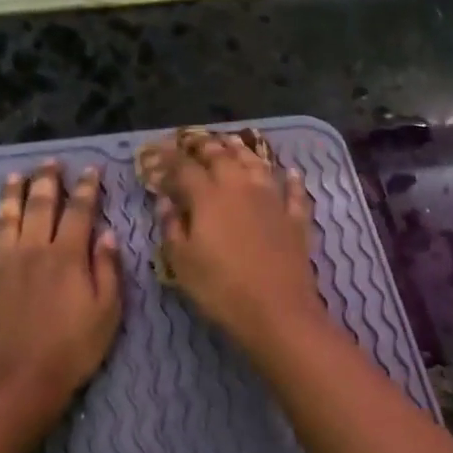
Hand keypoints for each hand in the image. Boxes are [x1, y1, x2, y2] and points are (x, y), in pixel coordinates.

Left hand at [0, 162, 122, 422]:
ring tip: (13, 176)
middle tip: (50, 163)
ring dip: (9, 195)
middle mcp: (31, 250)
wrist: (18, 381)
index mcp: (67, 256)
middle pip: (39, 206)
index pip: (79, 211)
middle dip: (47, 181)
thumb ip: (107, 269)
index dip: (86, 188)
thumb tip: (107, 234)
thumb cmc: (72, 350)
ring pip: (3, 220)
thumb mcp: (107, 312)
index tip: (90, 170)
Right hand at [147, 133, 322, 350]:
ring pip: (257, 165)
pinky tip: (291, 171)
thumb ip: (172, 227)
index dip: (168, 159)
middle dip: (204, 146)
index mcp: (208, 197)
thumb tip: (165, 201)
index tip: (157, 153)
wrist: (277, 311)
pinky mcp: (296, 219)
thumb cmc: (221, 289)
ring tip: (231, 141)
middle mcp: (241, 187)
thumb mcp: (182, 262)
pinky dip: (292, 179)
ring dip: (242, 151)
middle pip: (222, 157)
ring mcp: (273, 200)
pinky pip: (295, 192)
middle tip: (193, 140)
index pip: (184, 168)